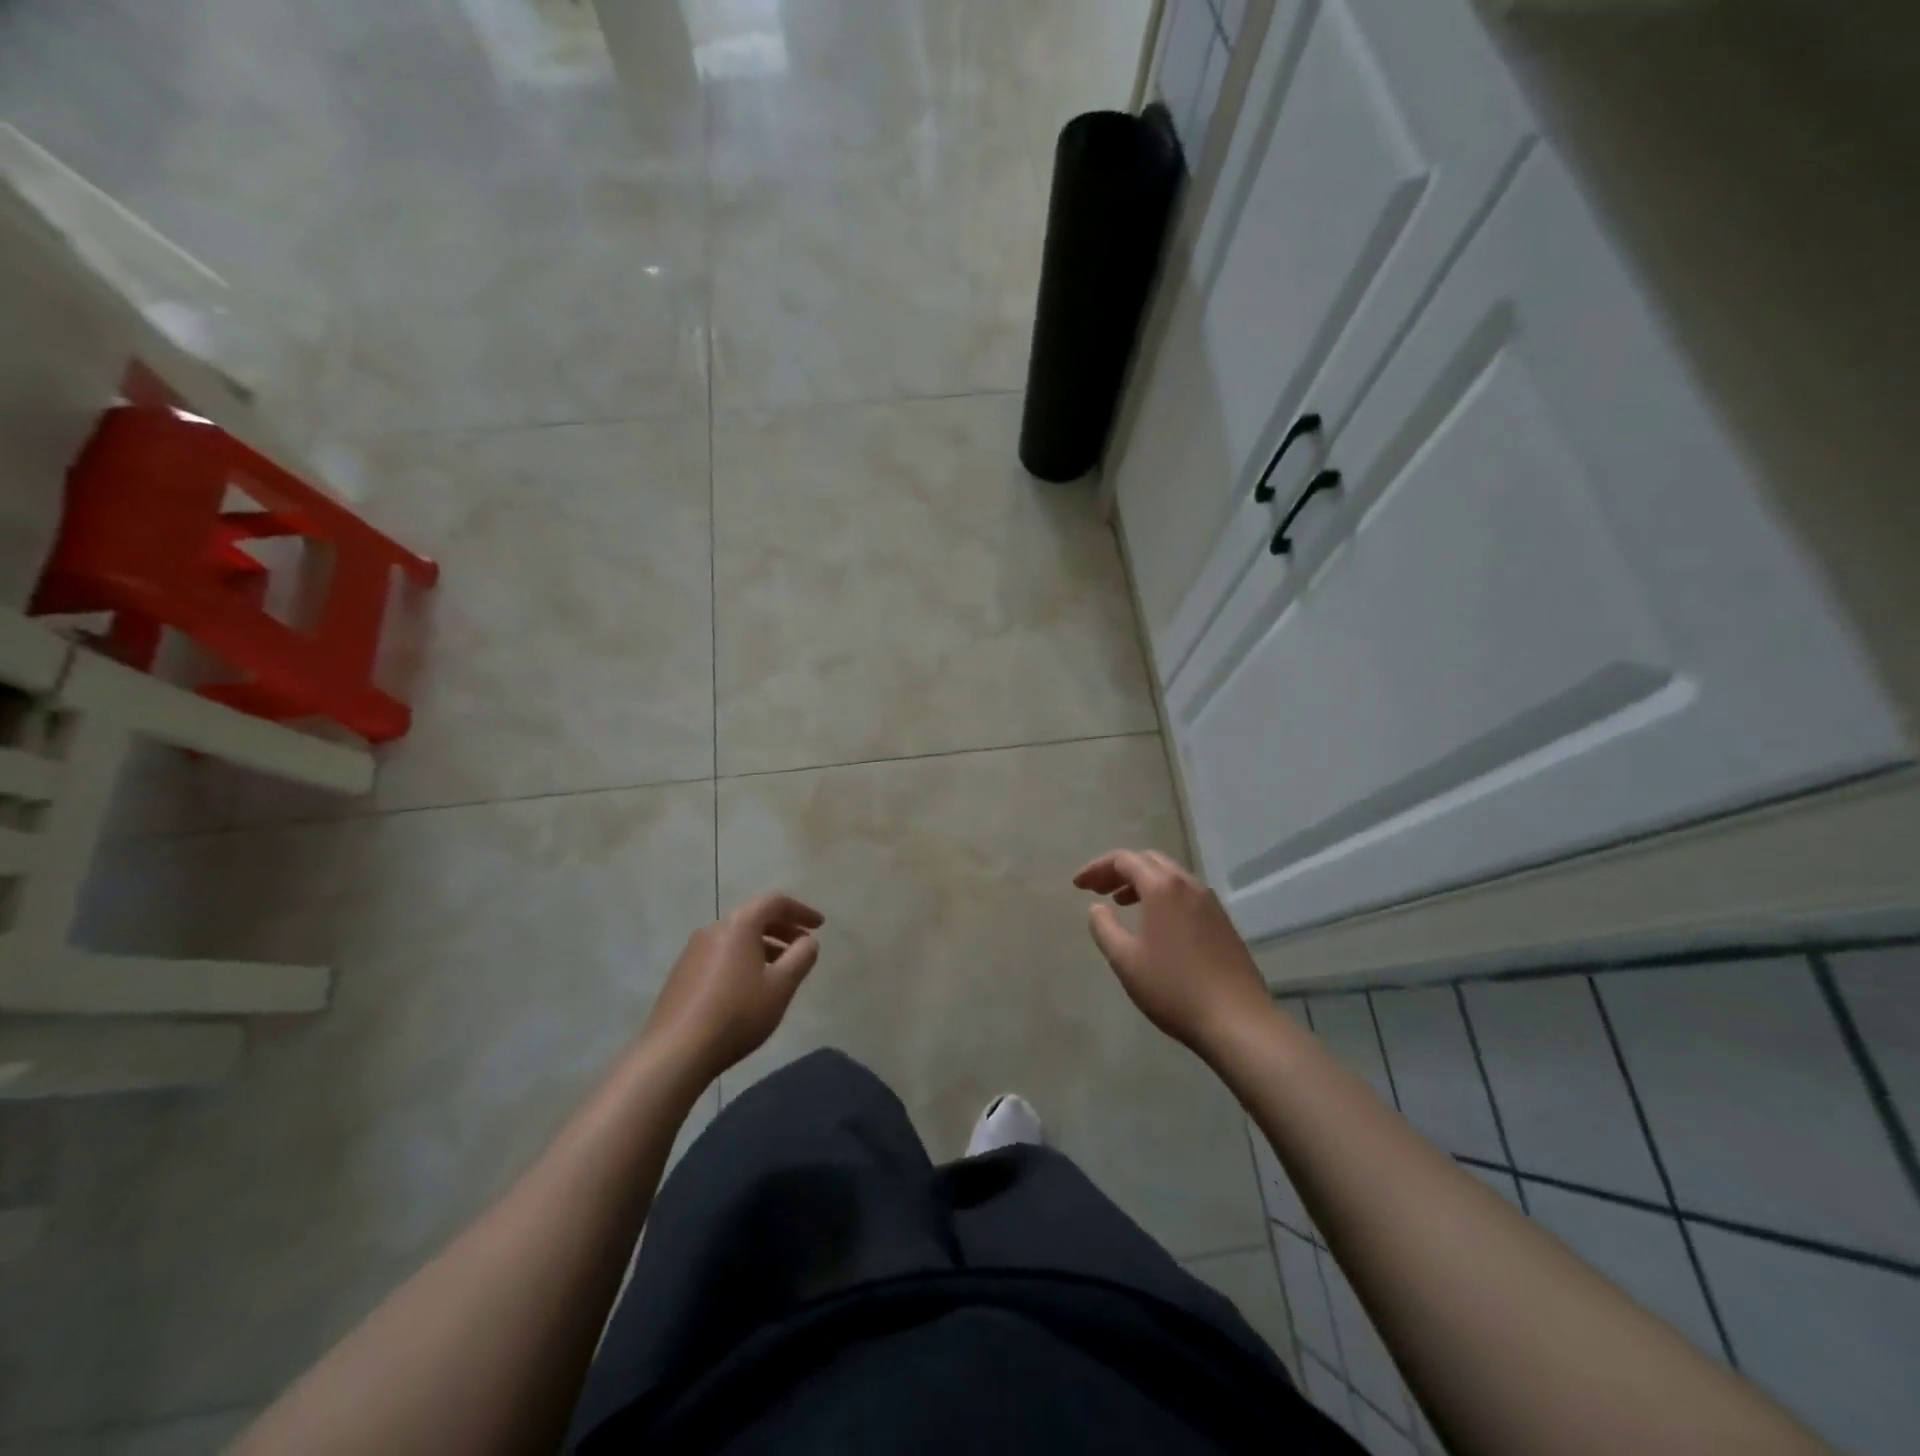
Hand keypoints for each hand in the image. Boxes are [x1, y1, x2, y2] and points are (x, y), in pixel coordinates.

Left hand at [641, 893, 824, 1081]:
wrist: (675, 1052)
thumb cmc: (737, 1013)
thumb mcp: (781, 986)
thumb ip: (801, 958)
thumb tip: (808, 941)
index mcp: (739, 925)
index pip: (775, 902)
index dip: (801, 911)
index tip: (820, 926)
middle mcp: (714, 929)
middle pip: (754, 917)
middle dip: (783, 929)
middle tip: (803, 947)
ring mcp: (693, 951)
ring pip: (737, 938)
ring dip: (764, 946)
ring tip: (780, 971)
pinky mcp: (682, 974)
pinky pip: (721, 955)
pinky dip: (743, 959)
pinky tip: (749, 988)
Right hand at [1073, 850, 1271, 1054]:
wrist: (1238, 1021)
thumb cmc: (1173, 988)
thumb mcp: (1125, 960)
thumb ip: (1104, 927)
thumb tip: (1097, 908)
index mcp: (1163, 887)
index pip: (1124, 859)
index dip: (1097, 868)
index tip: (1078, 885)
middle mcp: (1189, 885)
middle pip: (1149, 861)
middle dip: (1119, 870)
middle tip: (1098, 889)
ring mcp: (1210, 903)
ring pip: (1170, 877)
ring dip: (1142, 882)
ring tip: (1121, 903)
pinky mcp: (1223, 922)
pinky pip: (1186, 894)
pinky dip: (1163, 896)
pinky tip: (1155, 923)